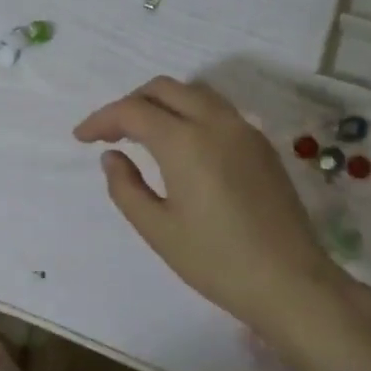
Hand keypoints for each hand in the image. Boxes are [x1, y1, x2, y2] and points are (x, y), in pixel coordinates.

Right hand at [74, 76, 346, 335]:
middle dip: (130, 103)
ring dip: (161, 103)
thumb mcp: (157, 229)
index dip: (101, 119)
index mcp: (185, 142)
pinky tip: (180, 145)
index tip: (81, 138)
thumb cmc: (215, 261)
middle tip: (109, 133)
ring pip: (194, 93)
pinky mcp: (261, 145)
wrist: (289, 282)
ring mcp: (244, 130)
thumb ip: (126, 187)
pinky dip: (189, 113)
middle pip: (164, 89)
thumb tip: (112, 157)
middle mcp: (216, 123)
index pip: (132, 110)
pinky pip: (217, 110)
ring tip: (141, 134)